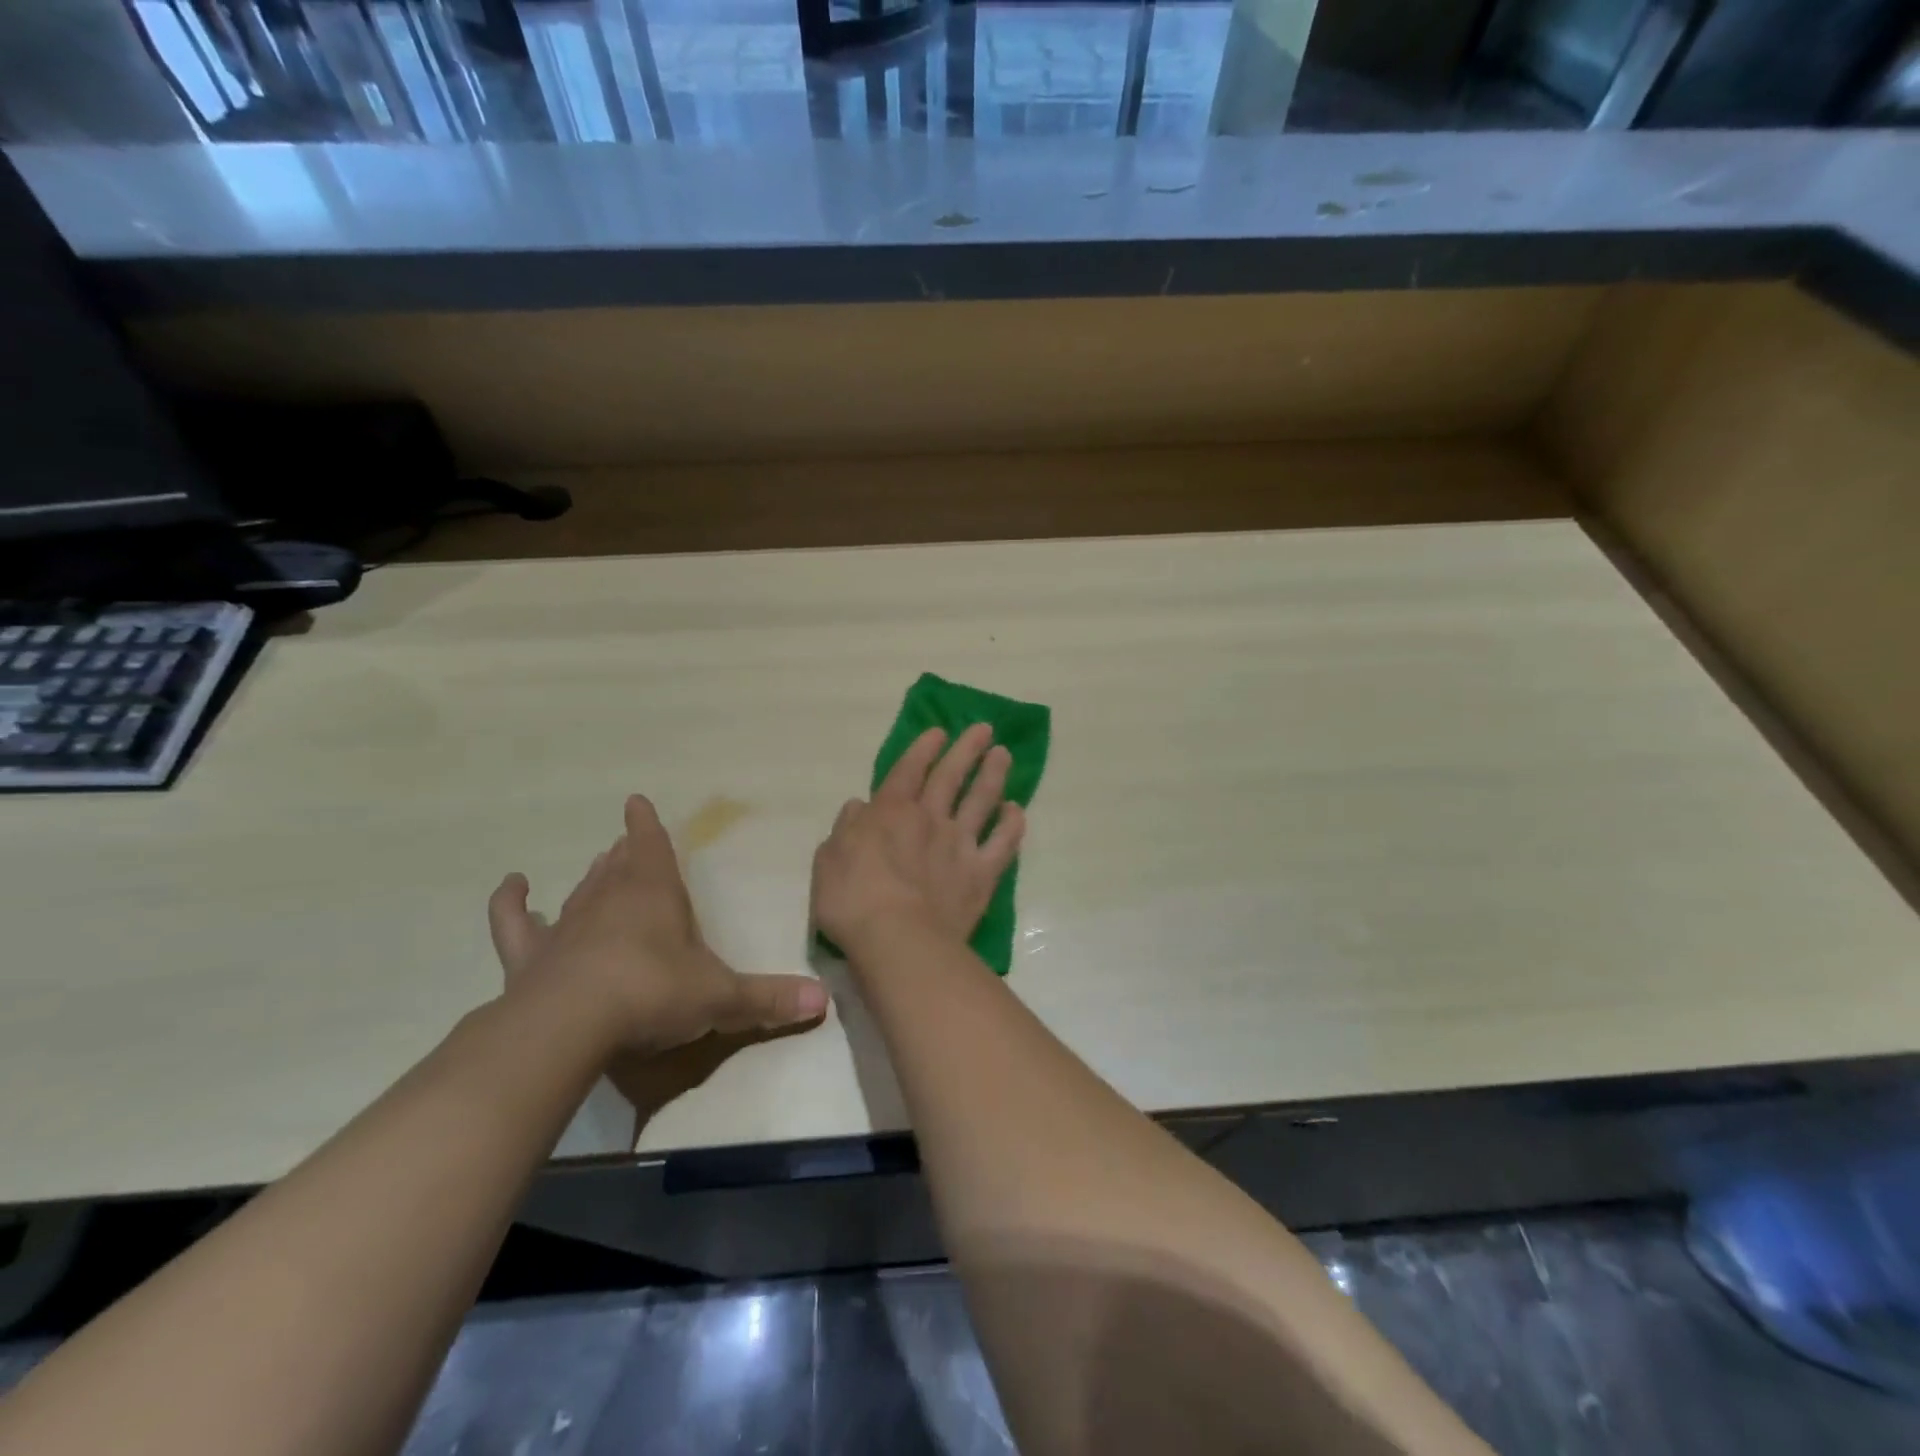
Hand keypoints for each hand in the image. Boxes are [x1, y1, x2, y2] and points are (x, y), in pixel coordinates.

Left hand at [489, 795, 827, 1057]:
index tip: (635, 802)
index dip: (647, 826)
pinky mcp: (531, 957)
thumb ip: (769, 1000)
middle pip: (618, 868)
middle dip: (626, 854)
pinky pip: (515, 924)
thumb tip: (822, 1001)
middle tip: (626, 843)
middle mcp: (609, 901)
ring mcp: (566, 927)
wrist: (573, 1024)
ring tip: (596, 861)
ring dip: (589, 878)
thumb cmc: (655, 994)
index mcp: (656, 895)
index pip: (653, 848)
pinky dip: (510, 905)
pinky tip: (512, 887)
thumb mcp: (720, 998)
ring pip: (579, 891)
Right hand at [812, 724, 1025, 953]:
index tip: (938, 731)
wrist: (899, 940)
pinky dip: (1012, 825)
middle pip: (950, 776)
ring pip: (981, 800)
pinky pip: (1003, 843)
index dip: (923, 748)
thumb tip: (858, 806)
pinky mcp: (981, 874)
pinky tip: (1016, 811)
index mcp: (890, 812)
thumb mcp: (829, 860)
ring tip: (1003, 755)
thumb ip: (846, 829)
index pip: (909, 770)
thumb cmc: (852, 900)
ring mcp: (960, 845)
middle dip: (966, 749)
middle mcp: (930, 819)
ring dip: (993, 775)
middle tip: (984, 729)